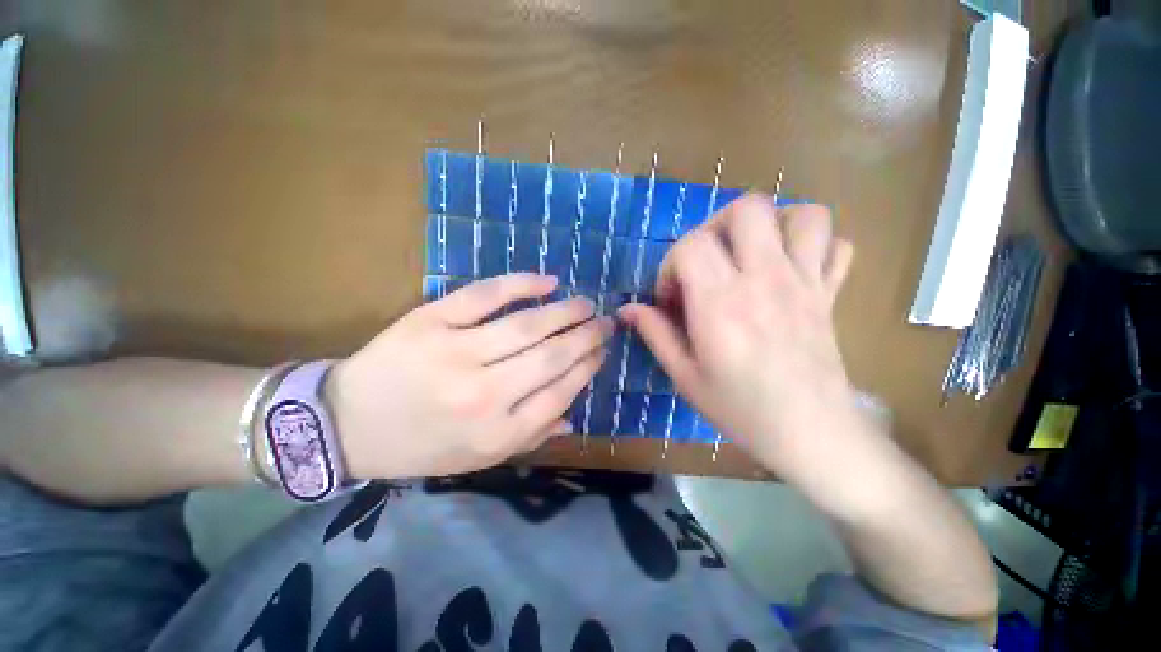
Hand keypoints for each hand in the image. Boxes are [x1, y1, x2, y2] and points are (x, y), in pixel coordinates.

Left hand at [327, 273, 611, 478]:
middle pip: (551, 357)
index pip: (560, 393)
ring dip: (566, 312)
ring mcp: (456, 353)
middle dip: (587, 337)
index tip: (601, 352)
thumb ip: (529, 437)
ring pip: (528, 326)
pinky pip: (486, 295)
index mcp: (496, 435)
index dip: (586, 368)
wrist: (346, 425)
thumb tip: (572, 415)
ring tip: (587, 305)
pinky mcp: (431, 320)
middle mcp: (483, 395)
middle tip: (605, 323)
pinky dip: (521, 284)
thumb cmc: (420, 445)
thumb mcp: (477, 459)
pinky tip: (548, 281)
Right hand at [618, 194, 858, 481]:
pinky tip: (792, 268)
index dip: (671, 264)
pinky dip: (815, 245)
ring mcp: (805, 282)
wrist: (811, 435)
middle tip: (706, 263)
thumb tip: (627, 309)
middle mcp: (764, 280)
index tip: (671, 297)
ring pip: (800, 214)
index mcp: (721, 304)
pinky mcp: (829, 293)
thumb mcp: (685, 376)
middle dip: (715, 227)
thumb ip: (655, 334)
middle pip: (745, 209)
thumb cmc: (740, 410)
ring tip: (750, 255)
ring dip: (770, 225)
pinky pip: (837, 244)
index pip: (690, 246)